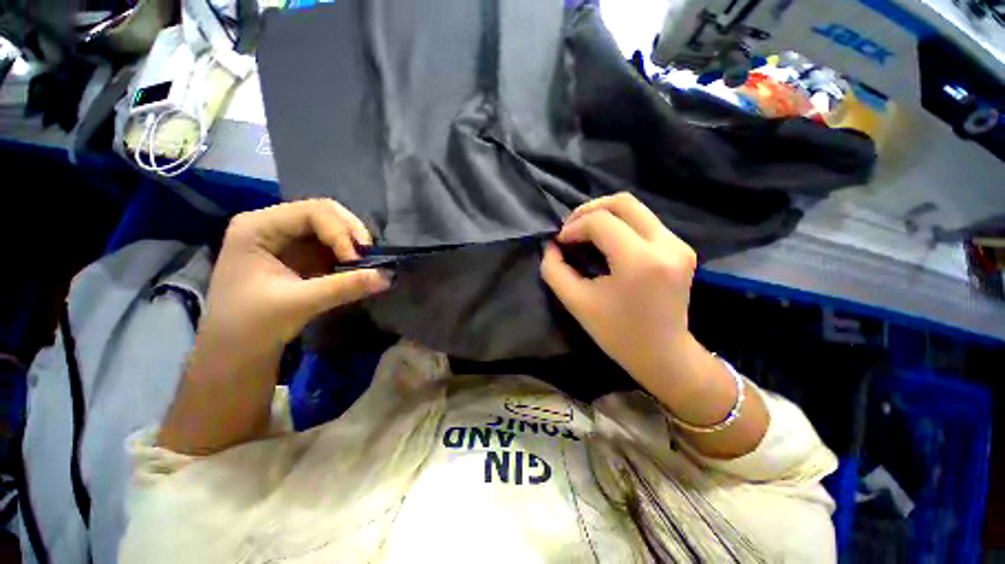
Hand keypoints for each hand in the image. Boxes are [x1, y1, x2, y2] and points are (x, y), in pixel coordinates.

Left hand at [202, 199, 391, 355]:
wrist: (234, 353)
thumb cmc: (252, 326)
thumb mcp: (299, 304)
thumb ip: (344, 287)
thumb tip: (388, 276)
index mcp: (258, 227)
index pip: (312, 212)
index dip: (341, 233)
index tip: (358, 262)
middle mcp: (272, 225)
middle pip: (325, 213)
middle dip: (351, 234)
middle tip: (369, 258)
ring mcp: (286, 239)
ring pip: (332, 228)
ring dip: (354, 244)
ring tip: (367, 264)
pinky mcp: (299, 255)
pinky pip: (332, 245)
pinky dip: (349, 255)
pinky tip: (358, 268)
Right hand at [542, 194, 769, 458]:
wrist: (663, 354)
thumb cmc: (617, 333)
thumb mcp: (576, 302)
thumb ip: (554, 270)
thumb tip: (551, 245)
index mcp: (640, 261)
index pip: (601, 222)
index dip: (574, 226)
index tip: (560, 242)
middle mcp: (666, 245)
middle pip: (623, 202)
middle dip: (589, 210)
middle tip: (570, 227)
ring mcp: (679, 245)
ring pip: (635, 209)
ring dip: (604, 215)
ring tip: (584, 232)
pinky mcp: (682, 248)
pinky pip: (645, 222)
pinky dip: (620, 224)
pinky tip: (606, 241)